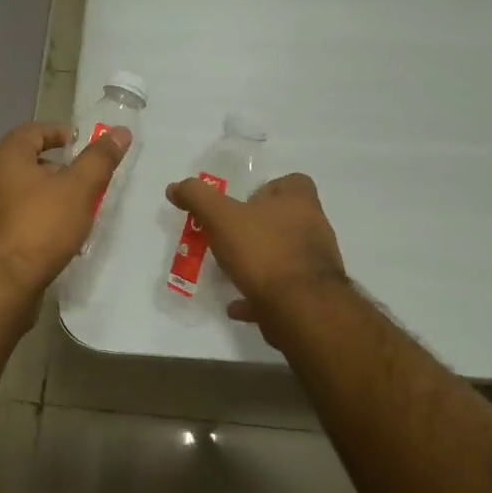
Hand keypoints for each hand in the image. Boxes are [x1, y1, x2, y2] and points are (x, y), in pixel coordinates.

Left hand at [0, 121, 130, 297]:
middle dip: (60, 168)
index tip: (86, 146)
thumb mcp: (79, 189)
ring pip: (25, 193)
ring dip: (52, 197)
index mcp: (7, 157)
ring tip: (80, 210)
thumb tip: (120, 132)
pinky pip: (20, 218)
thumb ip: (99, 159)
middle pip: (29, 162)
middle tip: (88, 180)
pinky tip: (60, 237)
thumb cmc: (39, 227)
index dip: (61, 133)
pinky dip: (41, 220)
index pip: (34, 131)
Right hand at [164, 172, 347, 338]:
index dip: (267, 190)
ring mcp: (316, 264)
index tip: (242, 204)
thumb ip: (198, 198)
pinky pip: (281, 291)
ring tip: (229, 272)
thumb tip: (175, 187)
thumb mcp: (222, 218)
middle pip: (286, 220)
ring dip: (259, 263)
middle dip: (258, 228)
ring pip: (284, 256)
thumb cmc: (265, 252)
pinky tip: (236, 304)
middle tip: (229, 237)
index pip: (292, 183)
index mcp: (300, 202)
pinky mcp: (311, 296)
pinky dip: (259, 295)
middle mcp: (314, 228)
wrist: (301, 309)